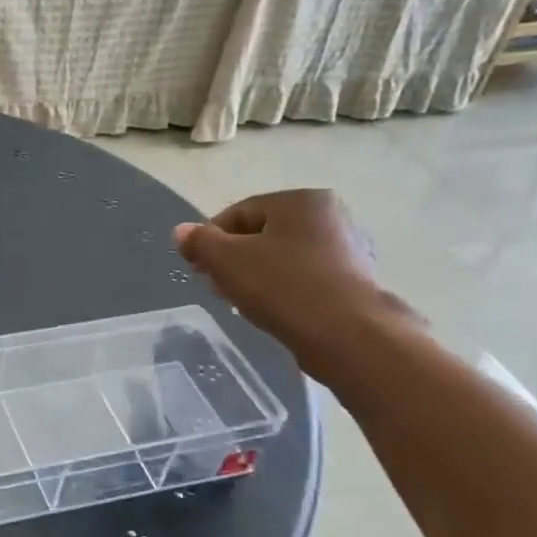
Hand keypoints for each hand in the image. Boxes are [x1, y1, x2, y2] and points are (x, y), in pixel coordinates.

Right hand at [174, 190, 418, 376]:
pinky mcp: (355, 282)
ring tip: (240, 302)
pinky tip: (272, 311)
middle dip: (233, 259)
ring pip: (283, 258)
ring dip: (256, 276)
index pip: (239, 212)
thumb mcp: (226, 260)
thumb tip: (181, 232)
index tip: (197, 269)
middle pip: (263, 234)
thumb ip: (199, 242)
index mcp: (301, 200)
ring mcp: (349, 249)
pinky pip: (305, 278)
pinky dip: (283, 290)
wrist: (348, 335)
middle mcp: (331, 216)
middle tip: (215, 287)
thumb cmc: (283, 286)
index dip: (210, 239)